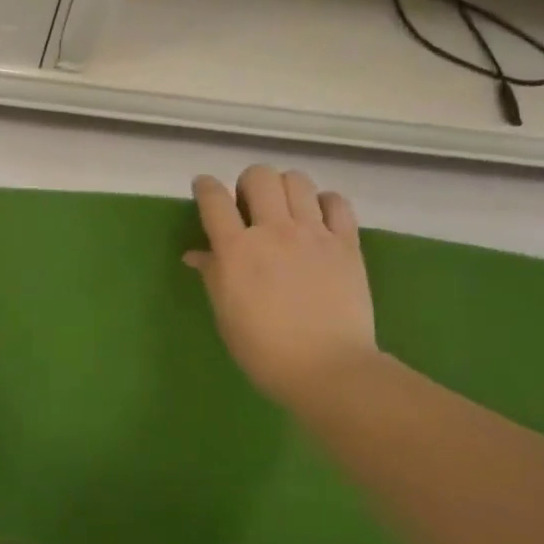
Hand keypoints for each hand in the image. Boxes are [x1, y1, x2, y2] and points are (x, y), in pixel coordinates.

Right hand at [185, 165, 376, 405]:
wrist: (326, 367)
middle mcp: (273, 231)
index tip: (203, 187)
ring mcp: (314, 233)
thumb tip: (197, 254)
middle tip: (248, 205)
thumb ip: (212, 275)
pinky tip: (318, 219)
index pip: (214, 199)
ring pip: (297, 180)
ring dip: (284, 187)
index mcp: (236, 249)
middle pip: (259, 176)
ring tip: (283, 209)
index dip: (205, 187)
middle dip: (248, 183)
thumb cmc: (262, 348)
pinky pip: (337, 202)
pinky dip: (324, 202)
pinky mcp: (346, 243)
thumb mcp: (225, 312)